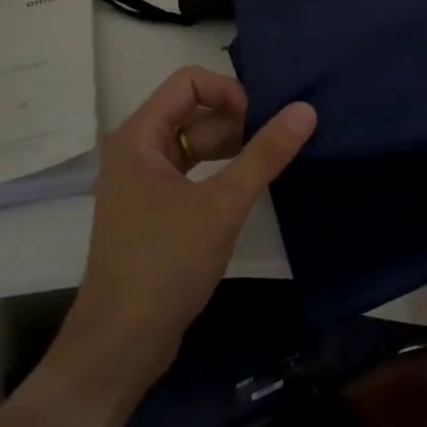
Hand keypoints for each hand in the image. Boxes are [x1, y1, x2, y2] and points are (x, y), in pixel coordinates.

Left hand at [56, 67, 314, 397]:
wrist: (121, 344)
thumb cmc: (165, 263)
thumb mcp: (222, 205)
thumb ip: (264, 154)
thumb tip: (305, 109)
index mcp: (138, 136)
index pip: (188, 82)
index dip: (228, 91)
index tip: (260, 119)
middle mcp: (135, 150)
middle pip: (191, 109)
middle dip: (234, 119)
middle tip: (273, 141)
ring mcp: (142, 182)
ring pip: (192, 142)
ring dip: (229, 145)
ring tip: (269, 160)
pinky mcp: (152, 210)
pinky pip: (189, 171)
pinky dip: (218, 171)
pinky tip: (248, 186)